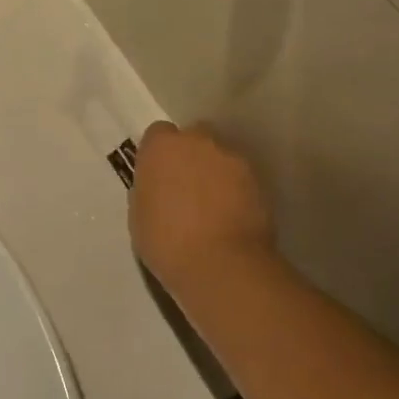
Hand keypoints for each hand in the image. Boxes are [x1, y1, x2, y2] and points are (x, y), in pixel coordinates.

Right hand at [130, 122, 275, 290]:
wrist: (220, 264)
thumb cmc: (166, 242)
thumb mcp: (139, 215)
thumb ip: (149, 190)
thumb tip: (160, 188)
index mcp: (161, 147)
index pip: (158, 134)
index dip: (159, 153)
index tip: (159, 175)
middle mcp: (198, 141)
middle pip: (194, 137)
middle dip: (191, 155)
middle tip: (187, 188)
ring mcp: (232, 158)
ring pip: (221, 157)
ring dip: (216, 173)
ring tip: (214, 206)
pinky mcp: (258, 179)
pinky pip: (242, 178)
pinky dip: (237, 190)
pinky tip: (233, 217)